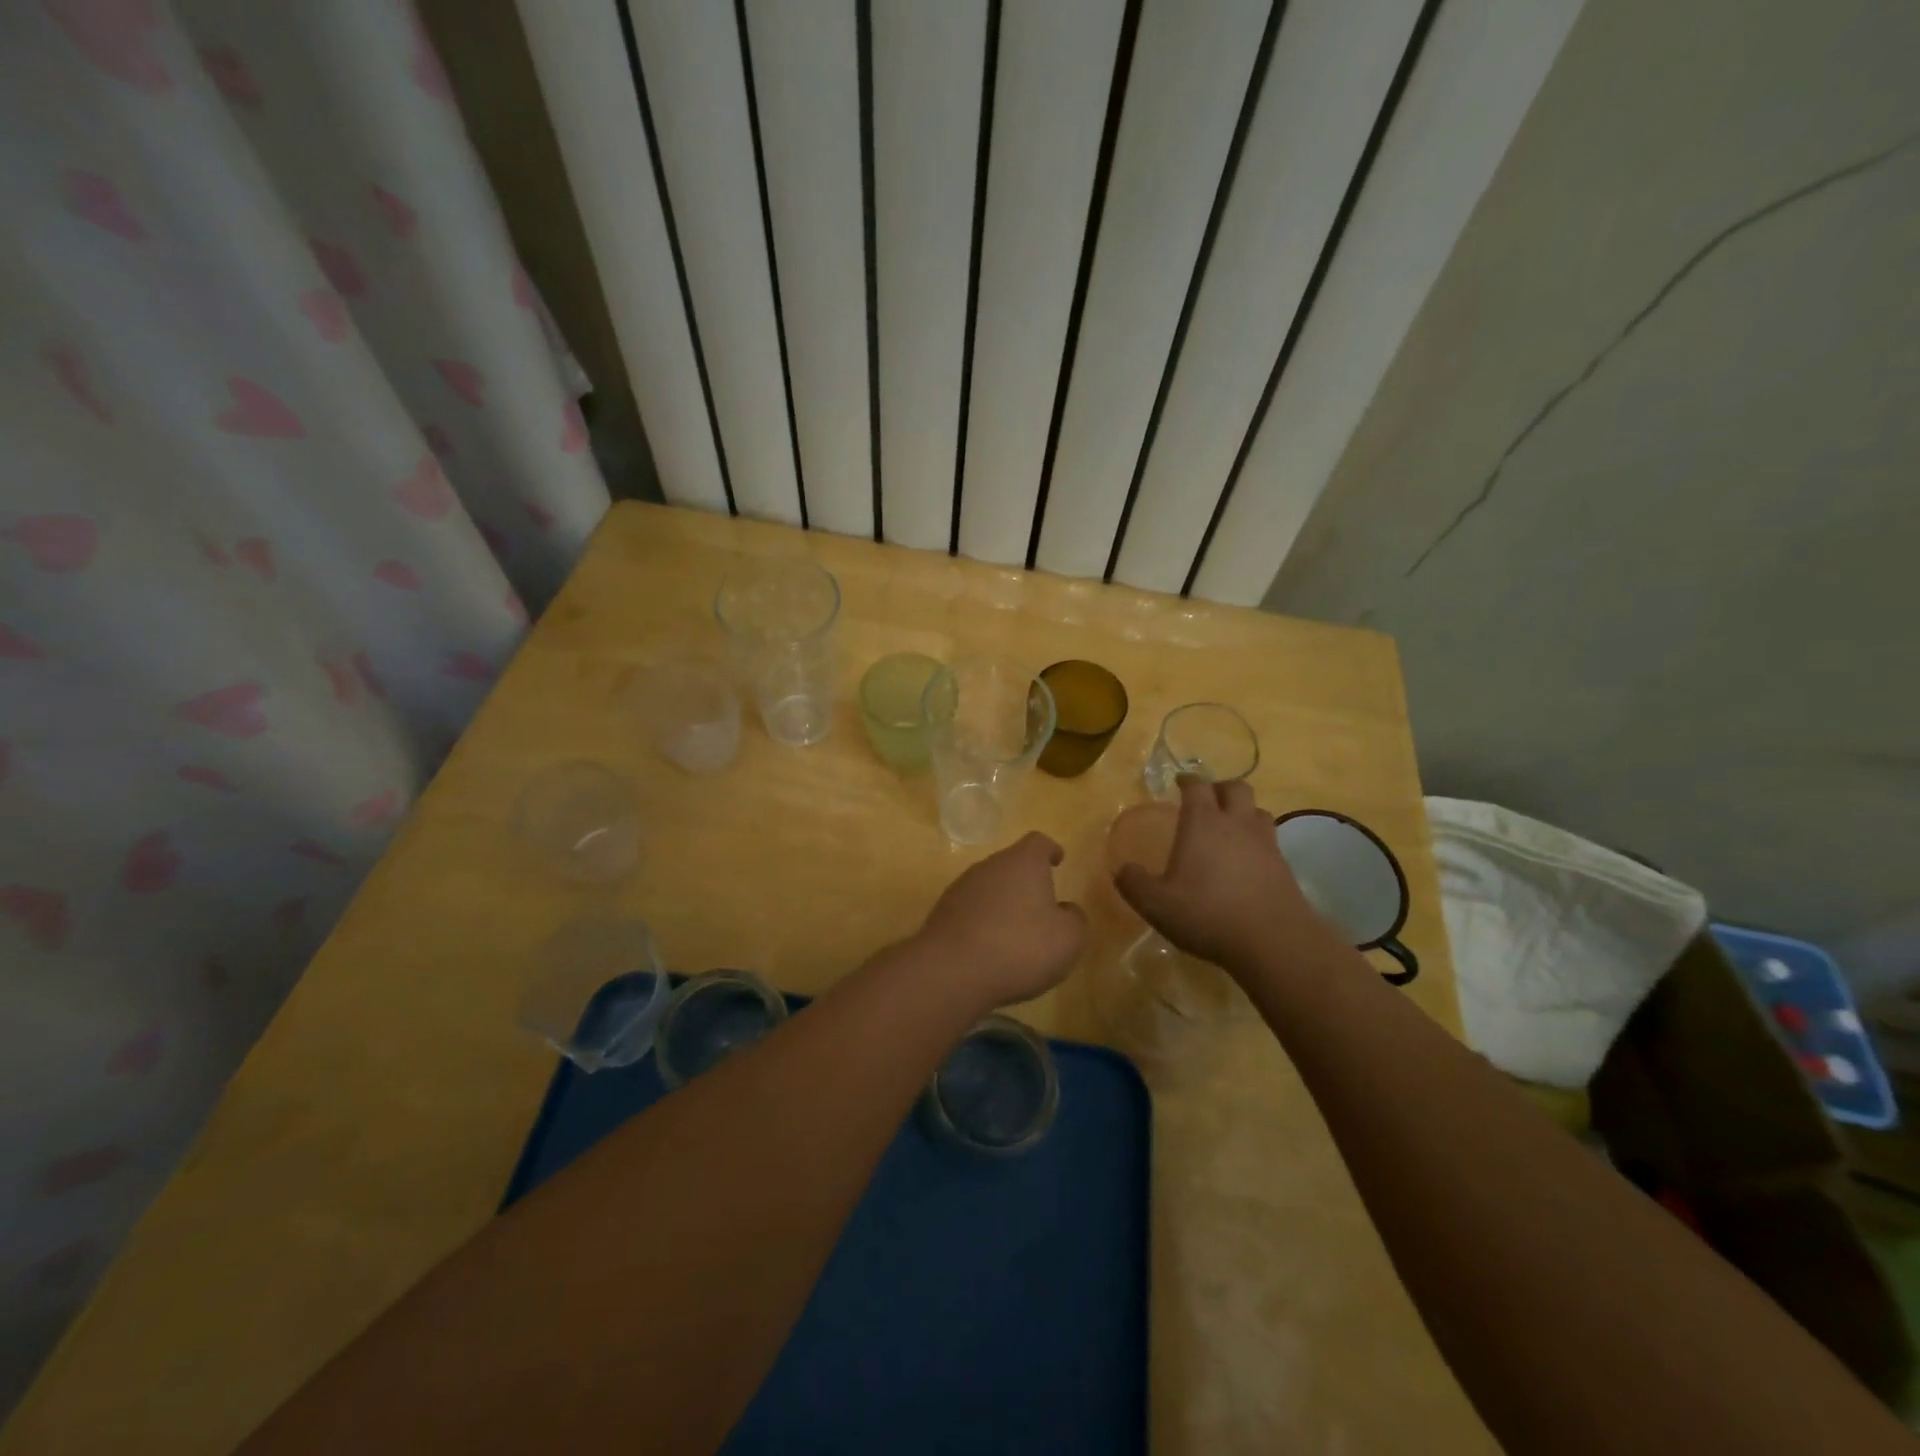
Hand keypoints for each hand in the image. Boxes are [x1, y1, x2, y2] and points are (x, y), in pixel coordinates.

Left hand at [916, 832, 1087, 1010]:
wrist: (952, 971)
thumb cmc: (1020, 947)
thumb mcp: (1068, 939)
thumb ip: (1074, 919)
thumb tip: (1066, 910)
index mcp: (1023, 862)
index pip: (1038, 842)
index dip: (1050, 850)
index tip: (1057, 860)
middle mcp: (989, 866)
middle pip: (1011, 864)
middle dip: (1026, 882)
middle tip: (1042, 906)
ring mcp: (961, 888)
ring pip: (990, 888)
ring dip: (1003, 904)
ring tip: (1017, 933)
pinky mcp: (942, 913)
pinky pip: (971, 911)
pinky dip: (983, 923)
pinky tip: (991, 950)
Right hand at [1114, 777, 1337, 975]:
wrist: (1273, 942)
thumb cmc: (1208, 914)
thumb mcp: (1157, 905)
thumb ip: (1134, 884)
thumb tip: (1122, 870)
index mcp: (1203, 823)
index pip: (1197, 786)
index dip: (1187, 780)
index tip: (1179, 782)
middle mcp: (1237, 824)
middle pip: (1236, 788)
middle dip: (1220, 788)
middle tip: (1207, 801)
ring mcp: (1265, 844)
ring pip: (1258, 811)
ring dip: (1244, 812)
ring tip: (1230, 828)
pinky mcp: (1284, 867)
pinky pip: (1271, 840)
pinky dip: (1257, 841)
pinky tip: (1247, 861)